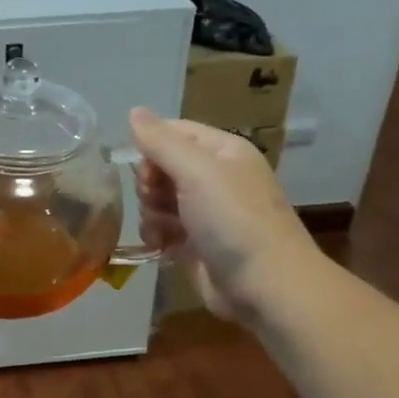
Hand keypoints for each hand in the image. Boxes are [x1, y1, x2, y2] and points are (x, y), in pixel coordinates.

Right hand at [129, 108, 321, 323]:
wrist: (265, 286)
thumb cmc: (234, 220)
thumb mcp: (197, 172)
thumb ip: (161, 141)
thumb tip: (133, 111)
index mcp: (222, 151)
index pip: (173, 132)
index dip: (151, 147)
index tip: (145, 170)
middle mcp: (214, 177)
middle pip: (160, 166)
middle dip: (150, 184)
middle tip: (159, 200)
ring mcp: (204, 212)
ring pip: (157, 199)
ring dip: (151, 213)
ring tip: (164, 230)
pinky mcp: (195, 243)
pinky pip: (161, 228)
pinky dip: (157, 235)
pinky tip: (162, 246)